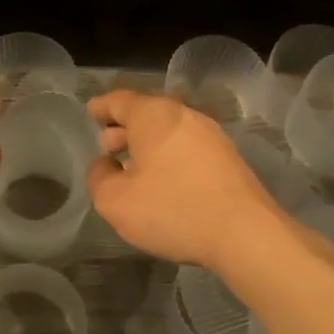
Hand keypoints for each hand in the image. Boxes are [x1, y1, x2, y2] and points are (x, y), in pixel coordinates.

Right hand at [85, 90, 284, 270]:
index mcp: (154, 115)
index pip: (120, 101)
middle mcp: (185, 115)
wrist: (244, 233)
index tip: (90, 112)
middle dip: (124, 128)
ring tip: (132, 166)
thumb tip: (106, 165)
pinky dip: (168, 157)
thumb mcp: (114, 200)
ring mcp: (211, 136)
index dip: (101, 107)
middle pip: (147, 114)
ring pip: (169, 131)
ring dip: (147, 145)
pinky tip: (163, 181)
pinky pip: (187, 148)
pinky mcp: (228, 159)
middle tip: (107, 147)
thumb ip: (99, 177)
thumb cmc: (171, 209)